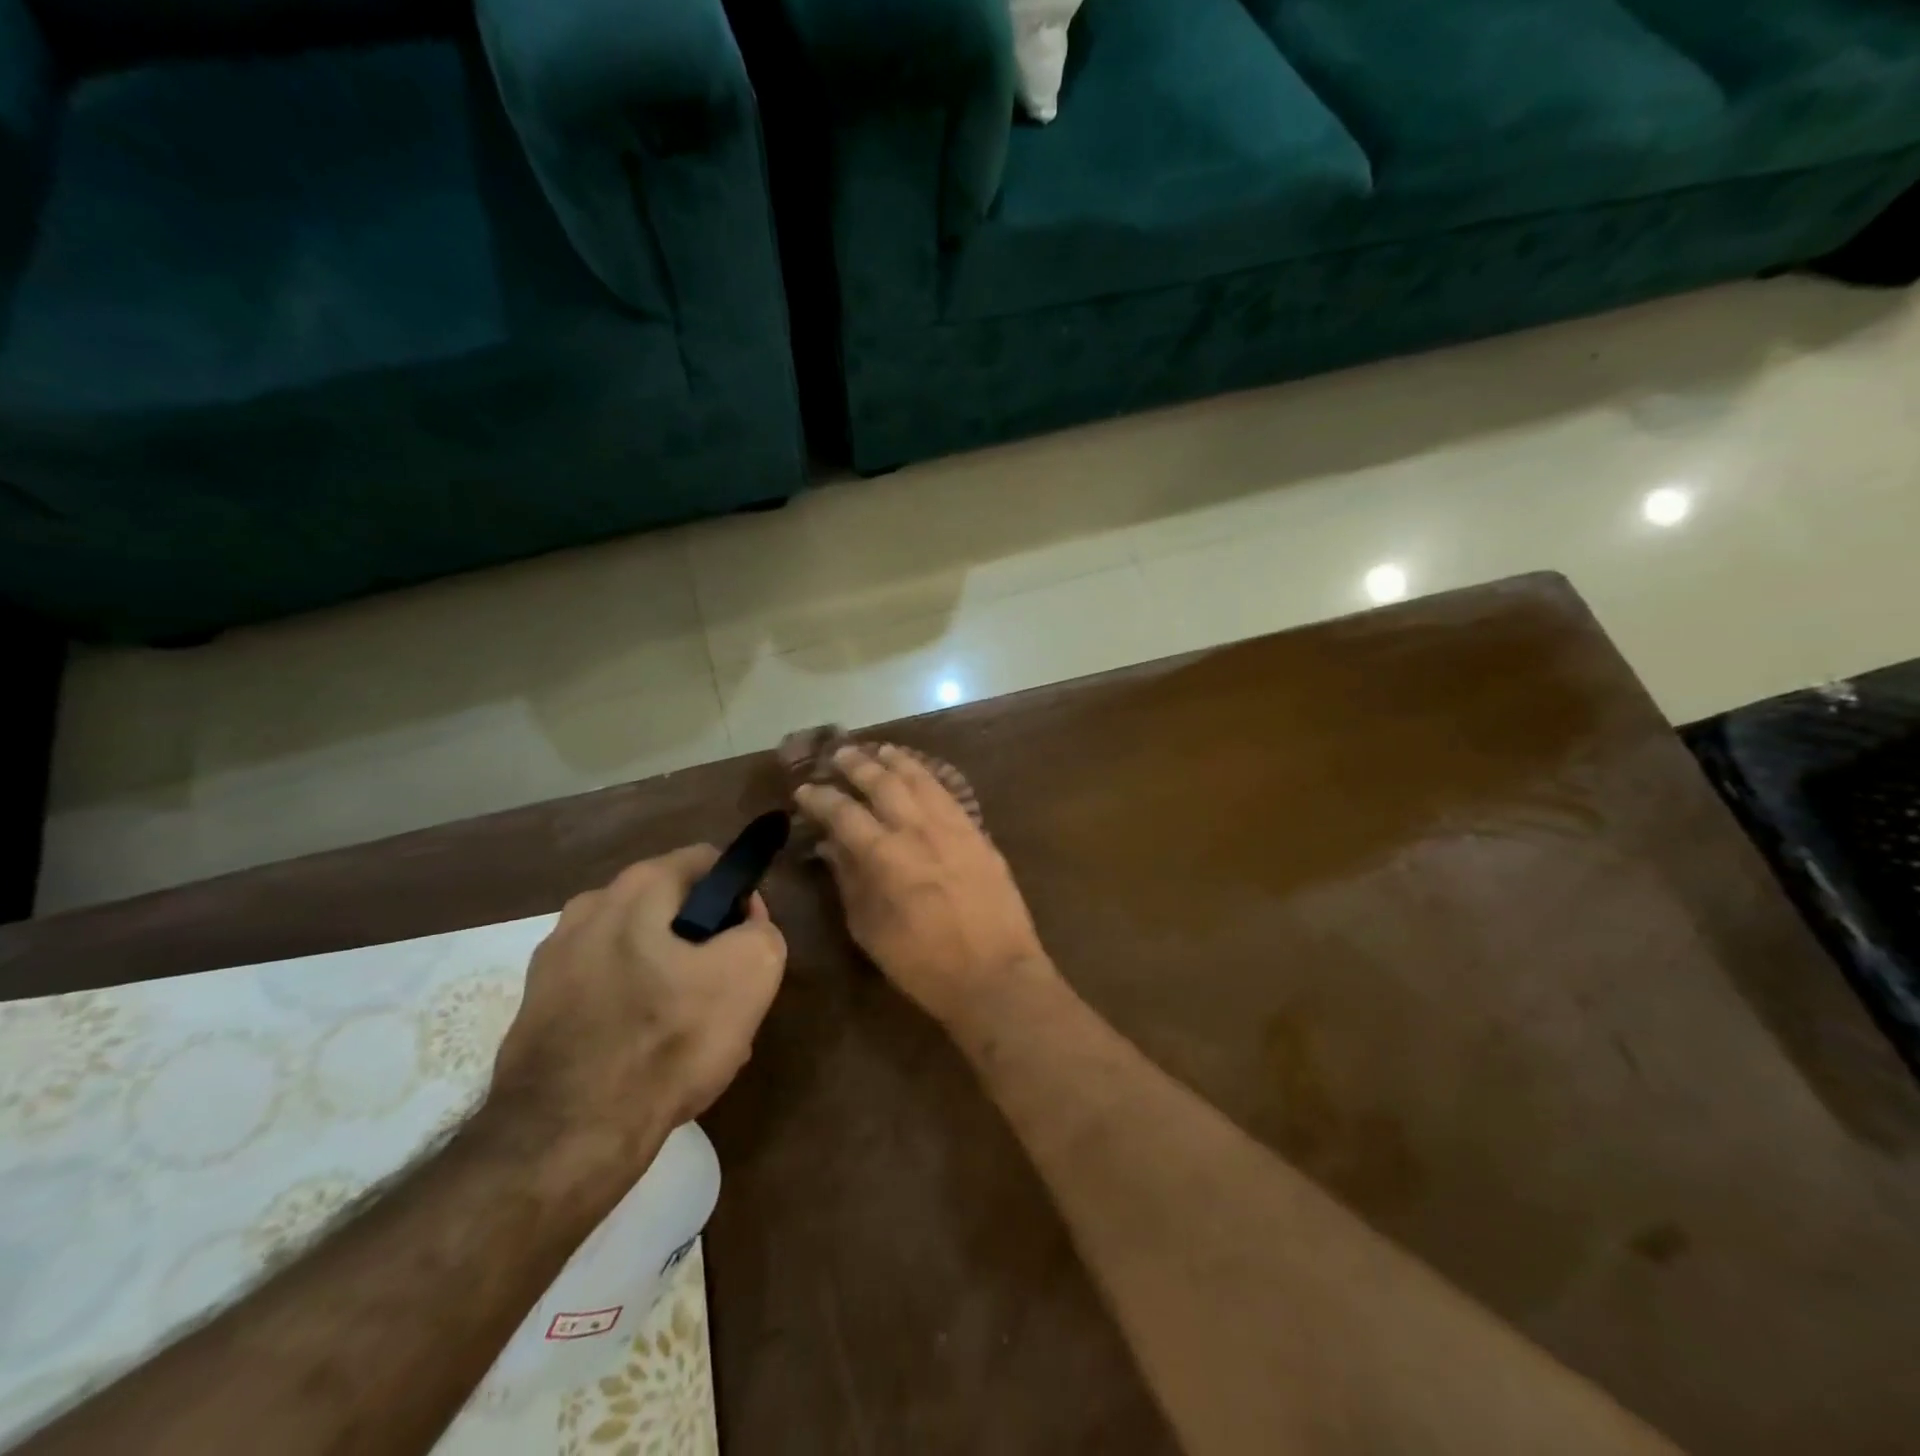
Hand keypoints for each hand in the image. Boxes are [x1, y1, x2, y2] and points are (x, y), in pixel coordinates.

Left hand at [489, 846, 786, 1150]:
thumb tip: (744, 928)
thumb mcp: (752, 973)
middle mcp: (588, 909)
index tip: (749, 943)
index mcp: (636, 888)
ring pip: (638, 953)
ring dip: (670, 980)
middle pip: (671, 910)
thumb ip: (762, 932)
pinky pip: (606, 992)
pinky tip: (652, 1057)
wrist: (564, 1138)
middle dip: (704, 943)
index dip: (740, 897)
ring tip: (692, 1034)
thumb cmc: (667, 1040)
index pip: (707, 862)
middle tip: (724, 994)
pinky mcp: (536, 1009)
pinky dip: (633, 1011)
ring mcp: (553, 960)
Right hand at [795, 744, 1052, 1027]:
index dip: (820, 799)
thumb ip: (849, 881)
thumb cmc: (923, 964)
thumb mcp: (871, 930)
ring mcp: (953, 827)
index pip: (844, 813)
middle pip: (883, 783)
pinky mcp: (978, 833)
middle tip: (840, 754)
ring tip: (879, 750)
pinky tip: (921, 774)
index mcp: (885, 855)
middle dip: (857, 765)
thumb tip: (832, 847)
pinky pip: (949, 793)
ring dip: (896, 761)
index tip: (805, 790)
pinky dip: (929, 777)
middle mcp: (918, 829)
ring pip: (920, 779)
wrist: (995, 974)